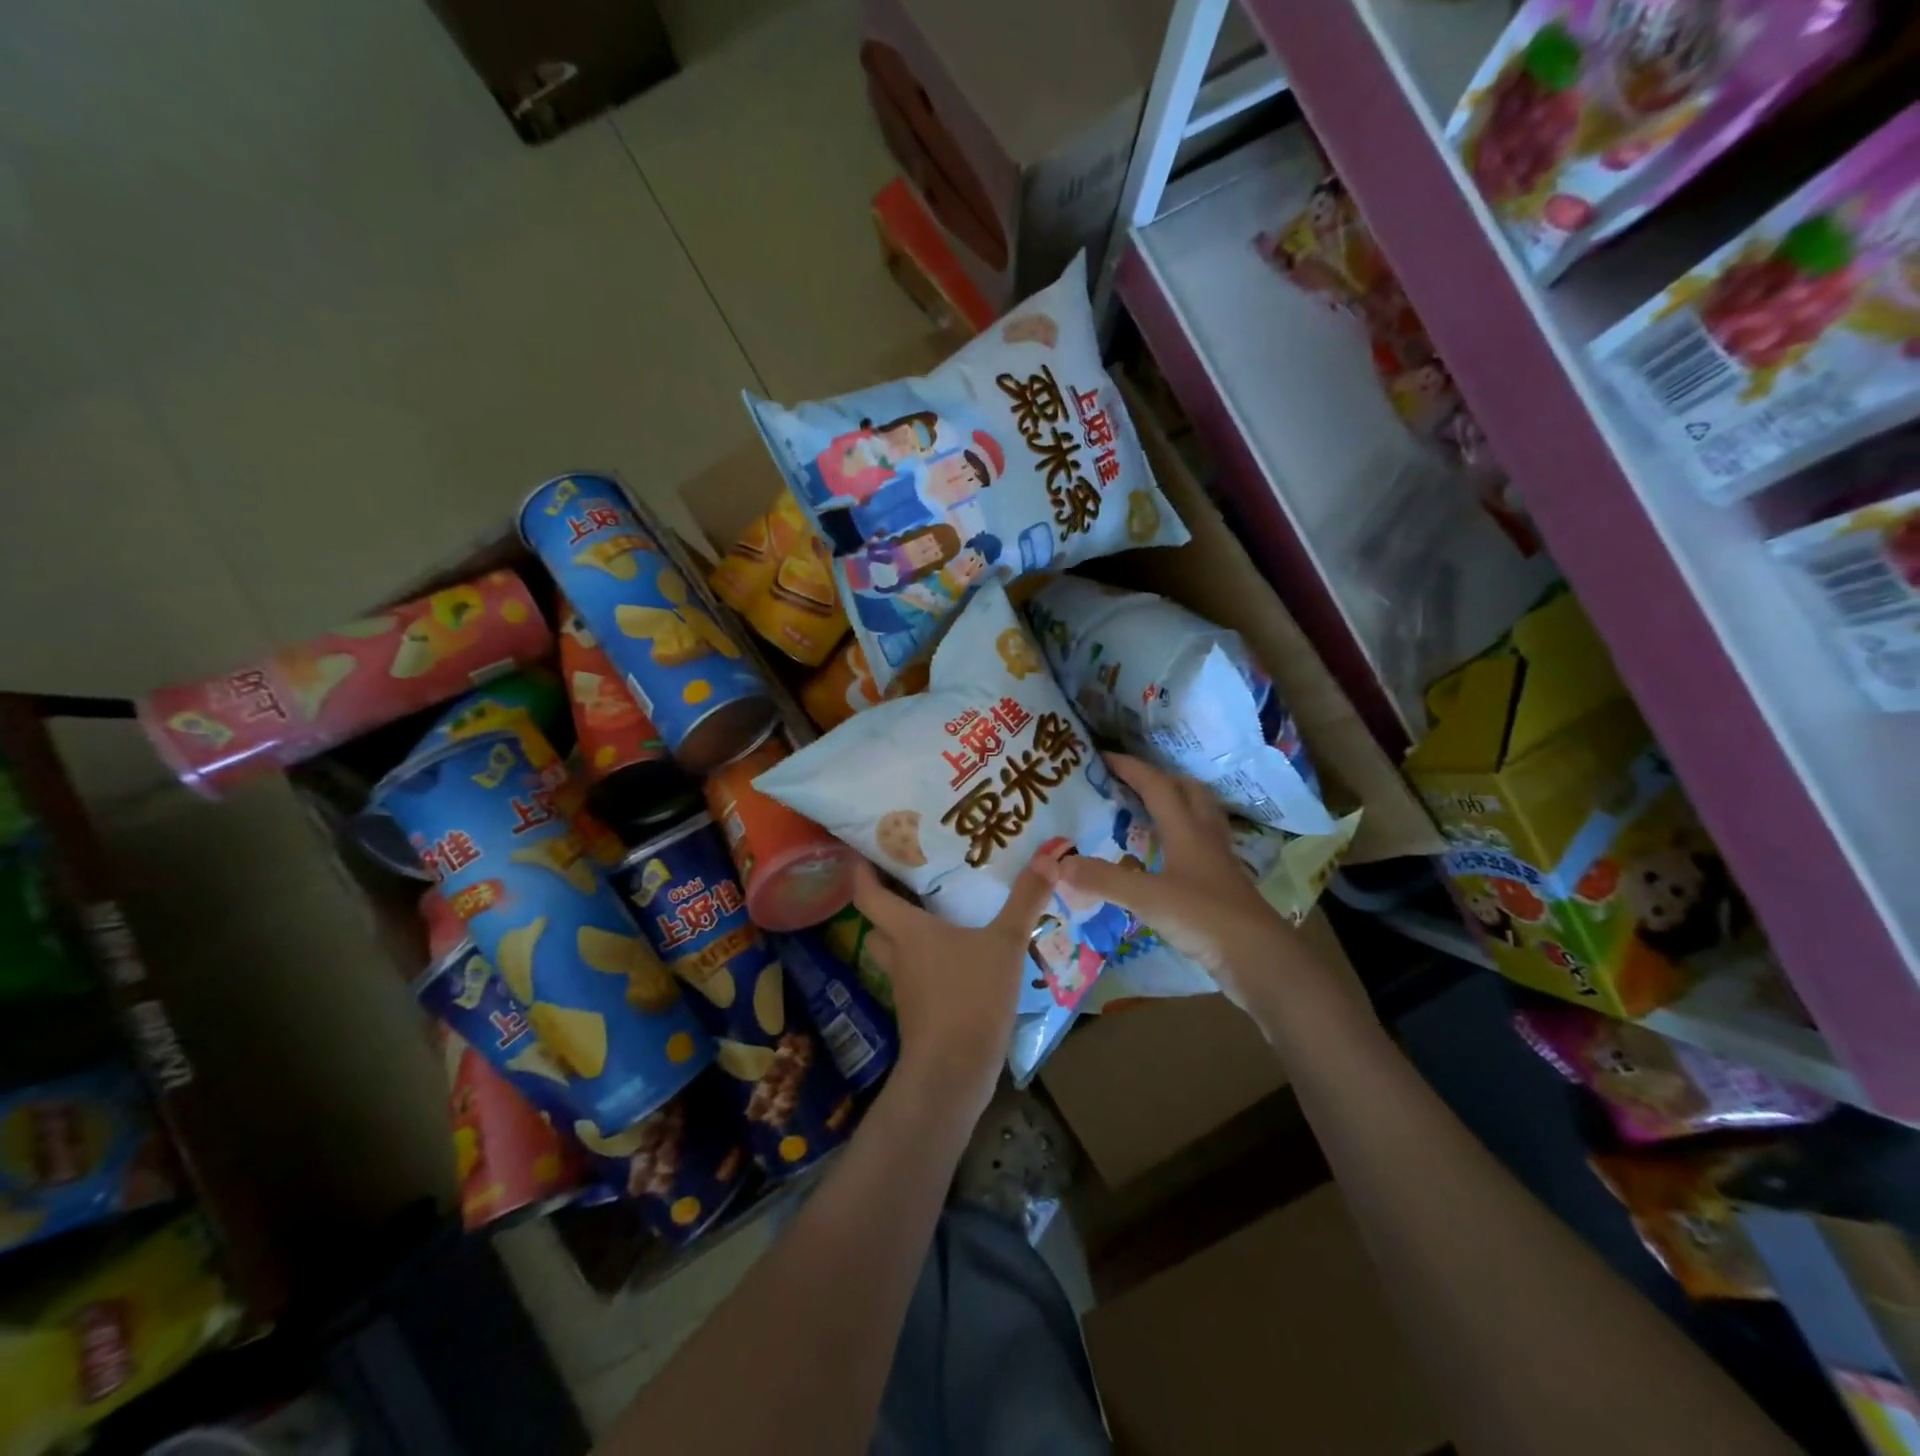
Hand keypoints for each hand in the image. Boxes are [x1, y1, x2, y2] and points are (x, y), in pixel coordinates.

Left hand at [850, 852, 1054, 1115]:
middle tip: (911, 881)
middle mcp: (899, 955)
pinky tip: (959, 958)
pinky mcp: (919, 1013)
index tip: (866, 850)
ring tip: (939, 914)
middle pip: (878, 924)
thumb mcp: (1005, 943)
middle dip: (887, 903)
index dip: (861, 870)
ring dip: (909, 935)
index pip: (867, 894)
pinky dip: (929, 963)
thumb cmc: (970, 996)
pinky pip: (917, 977)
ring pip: (897, 952)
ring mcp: (906, 988)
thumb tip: (1049, 856)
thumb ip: (1025, 900)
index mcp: (907, 931)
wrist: (953, 1072)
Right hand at [1052, 754, 1286, 1008]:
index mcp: (1187, 830)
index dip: (1130, 768)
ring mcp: (1218, 863)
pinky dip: (1182, 841)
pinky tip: (1167, 858)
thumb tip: (1055, 863)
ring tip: (1149, 811)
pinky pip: (1201, 849)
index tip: (1103, 757)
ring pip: (1200, 818)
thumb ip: (1102, 880)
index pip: (1157, 786)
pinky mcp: (1223, 888)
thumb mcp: (1147, 897)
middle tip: (1130, 781)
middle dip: (1160, 779)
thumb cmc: (1204, 918)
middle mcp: (1205, 838)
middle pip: (1188, 792)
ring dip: (1177, 805)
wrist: (1260, 959)